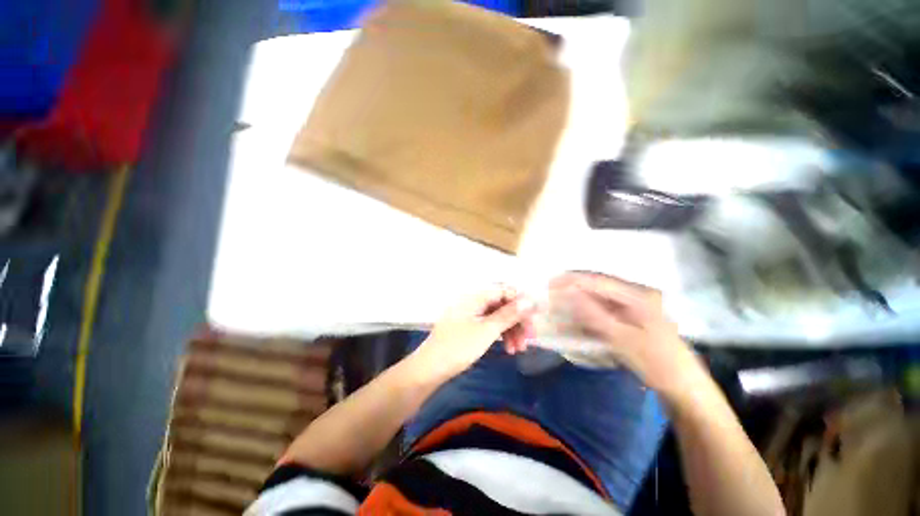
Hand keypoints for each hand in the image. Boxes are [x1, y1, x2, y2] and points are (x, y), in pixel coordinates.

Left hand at [409, 285, 536, 381]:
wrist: (430, 369)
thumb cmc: (459, 347)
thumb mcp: (487, 330)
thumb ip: (509, 314)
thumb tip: (530, 299)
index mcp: (475, 296)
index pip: (505, 291)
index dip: (521, 302)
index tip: (535, 318)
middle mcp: (473, 301)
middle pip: (502, 304)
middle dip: (517, 320)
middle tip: (530, 339)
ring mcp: (470, 314)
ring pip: (497, 316)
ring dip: (510, 330)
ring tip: (519, 349)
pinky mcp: (468, 326)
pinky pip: (489, 325)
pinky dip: (500, 335)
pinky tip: (508, 349)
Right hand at [549, 272, 704, 400]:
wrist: (684, 389)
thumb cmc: (658, 363)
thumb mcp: (624, 339)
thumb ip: (594, 316)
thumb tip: (567, 295)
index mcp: (637, 296)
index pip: (597, 281)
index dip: (572, 281)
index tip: (549, 284)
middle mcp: (634, 297)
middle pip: (596, 288)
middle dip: (571, 289)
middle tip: (549, 293)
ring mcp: (631, 310)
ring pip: (597, 300)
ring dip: (576, 302)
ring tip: (556, 304)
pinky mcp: (628, 322)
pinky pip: (601, 313)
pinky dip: (585, 316)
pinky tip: (573, 319)